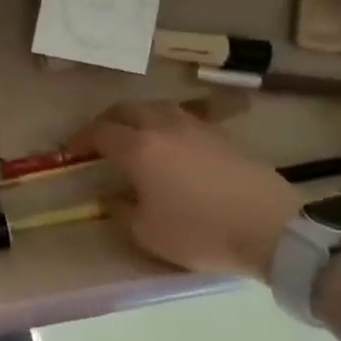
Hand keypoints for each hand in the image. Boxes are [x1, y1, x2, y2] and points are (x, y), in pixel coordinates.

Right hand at [68, 101, 301, 281]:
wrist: (269, 227)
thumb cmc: (200, 232)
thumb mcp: (148, 233)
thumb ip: (122, 210)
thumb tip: (110, 196)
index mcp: (138, 149)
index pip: (100, 132)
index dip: (81, 139)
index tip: (71, 150)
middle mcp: (163, 127)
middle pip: (127, 110)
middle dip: (108, 121)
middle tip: (99, 139)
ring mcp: (195, 126)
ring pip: (157, 107)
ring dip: (138, 116)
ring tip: (135, 134)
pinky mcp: (221, 134)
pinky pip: (184, 117)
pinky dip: (167, 124)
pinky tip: (172, 142)